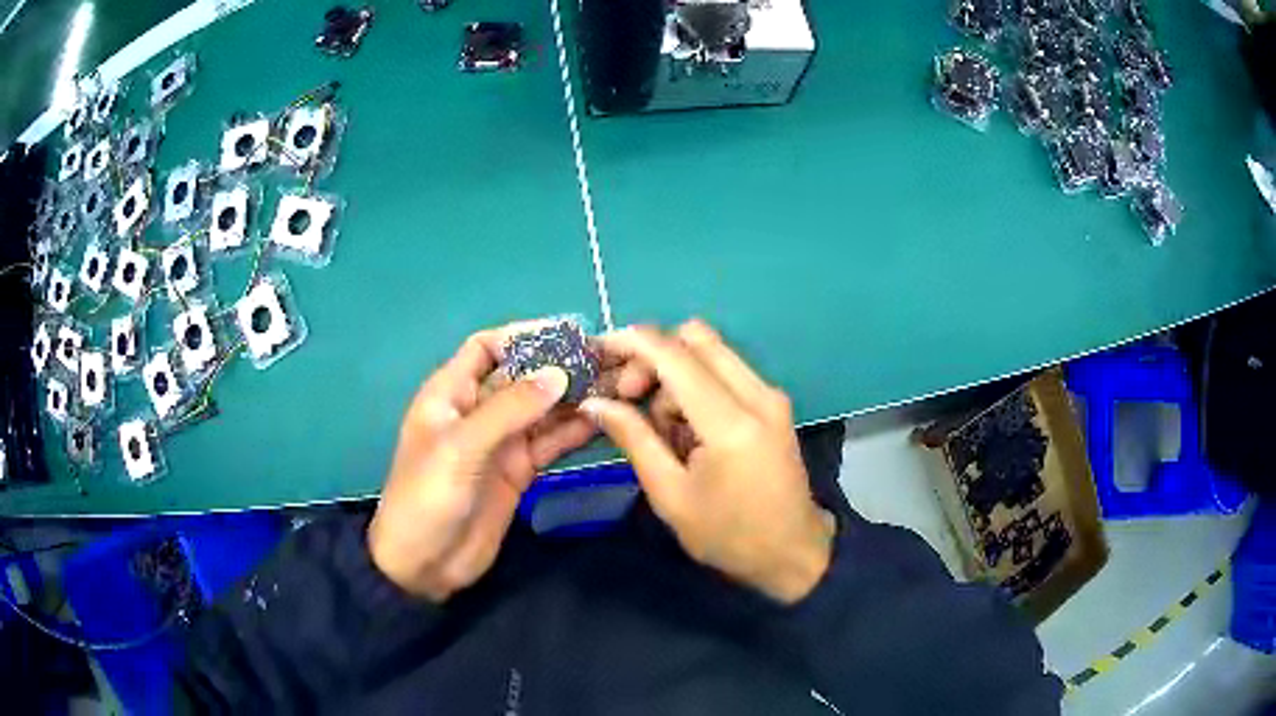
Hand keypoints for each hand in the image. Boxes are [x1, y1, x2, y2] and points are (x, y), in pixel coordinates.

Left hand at [368, 327, 596, 601]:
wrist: (424, 565)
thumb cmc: (426, 498)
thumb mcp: (461, 448)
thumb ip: (509, 410)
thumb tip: (559, 373)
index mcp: (451, 394)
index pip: (487, 348)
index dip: (523, 336)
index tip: (568, 333)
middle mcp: (478, 411)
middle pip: (523, 377)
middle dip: (560, 367)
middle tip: (608, 360)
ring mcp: (500, 443)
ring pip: (542, 410)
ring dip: (574, 399)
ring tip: (617, 387)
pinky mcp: (518, 472)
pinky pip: (550, 443)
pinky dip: (574, 432)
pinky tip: (604, 422)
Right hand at [582, 321, 834, 603]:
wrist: (793, 552)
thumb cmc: (728, 535)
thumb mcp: (670, 495)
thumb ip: (634, 439)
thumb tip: (595, 402)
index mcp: (731, 423)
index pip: (674, 356)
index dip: (630, 343)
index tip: (597, 352)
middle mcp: (757, 395)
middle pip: (695, 337)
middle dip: (652, 356)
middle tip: (628, 396)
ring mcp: (770, 395)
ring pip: (710, 351)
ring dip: (674, 374)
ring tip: (662, 429)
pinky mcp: (774, 402)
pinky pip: (726, 370)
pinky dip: (696, 385)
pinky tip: (688, 429)